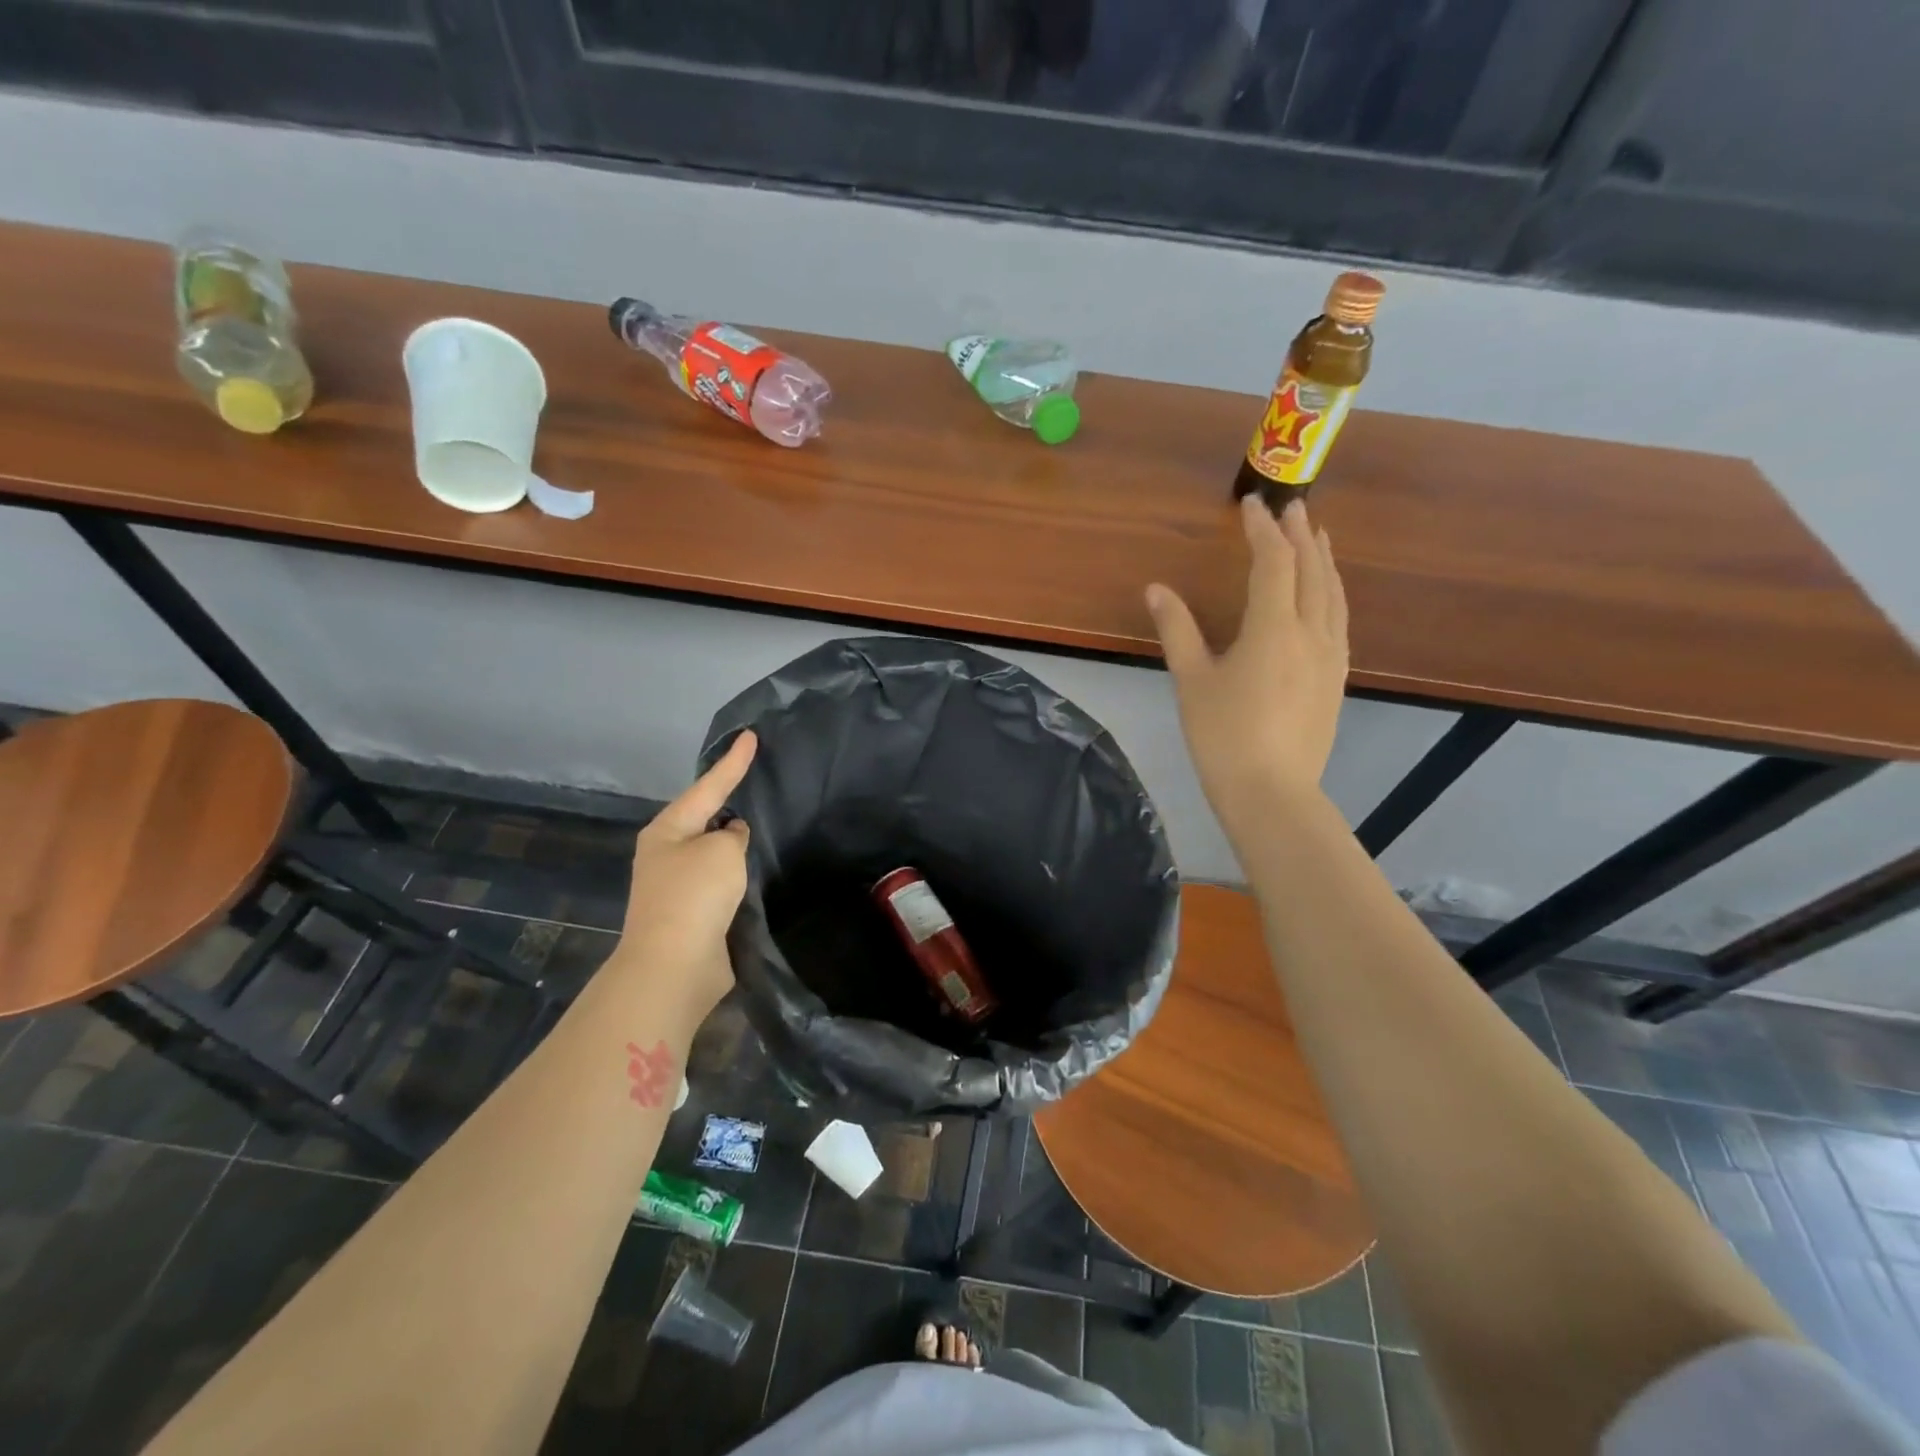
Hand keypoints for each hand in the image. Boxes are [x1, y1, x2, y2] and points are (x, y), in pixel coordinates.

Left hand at [618, 731, 756, 1012]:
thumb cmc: (694, 896)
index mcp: (668, 829)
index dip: (733, 762)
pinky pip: (720, 881)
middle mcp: (667, 852)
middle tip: (758, 778)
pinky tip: (758, 868)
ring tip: (764, 821)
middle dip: (729, 801)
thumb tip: (731, 838)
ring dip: (734, 841)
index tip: (751, 735)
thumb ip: (732, 835)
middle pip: (705, 817)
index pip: (708, 786)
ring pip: (713, 851)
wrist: (674, 966)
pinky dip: (738, 872)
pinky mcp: (693, 913)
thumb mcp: (721, 851)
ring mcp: (677, 885)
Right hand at [1147, 496, 1348, 821]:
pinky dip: (1332, 594)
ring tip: (1317, 539)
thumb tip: (1156, 589)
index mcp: (1273, 628)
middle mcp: (1311, 633)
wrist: (1272, 792)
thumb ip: (1178, 630)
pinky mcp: (1337, 679)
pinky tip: (1326, 597)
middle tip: (1292, 508)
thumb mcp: (1192, 681)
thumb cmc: (1223, 735)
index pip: (1273, 562)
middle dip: (1301, 536)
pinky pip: (1340, 621)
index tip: (1251, 504)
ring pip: (1334, 595)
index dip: (1263, 530)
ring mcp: (1331, 657)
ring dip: (1324, 561)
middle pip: (1313, 571)